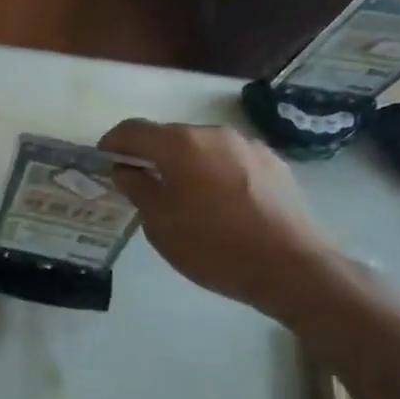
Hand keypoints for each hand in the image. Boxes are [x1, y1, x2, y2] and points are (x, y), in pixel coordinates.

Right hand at [99, 119, 351, 321]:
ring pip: (203, 147)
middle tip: (143, 184)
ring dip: (186, 164)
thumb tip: (126, 170)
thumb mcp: (161, 225)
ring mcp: (248, 146)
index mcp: (180, 144)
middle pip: (170, 135)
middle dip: (151, 154)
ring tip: (186, 197)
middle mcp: (213, 133)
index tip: (105, 161)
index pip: (133, 130)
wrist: (294, 268)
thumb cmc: (215, 247)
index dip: (114, 143)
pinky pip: (231, 160)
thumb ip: (138, 189)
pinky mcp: (274, 164)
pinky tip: (221, 203)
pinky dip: (216, 172)